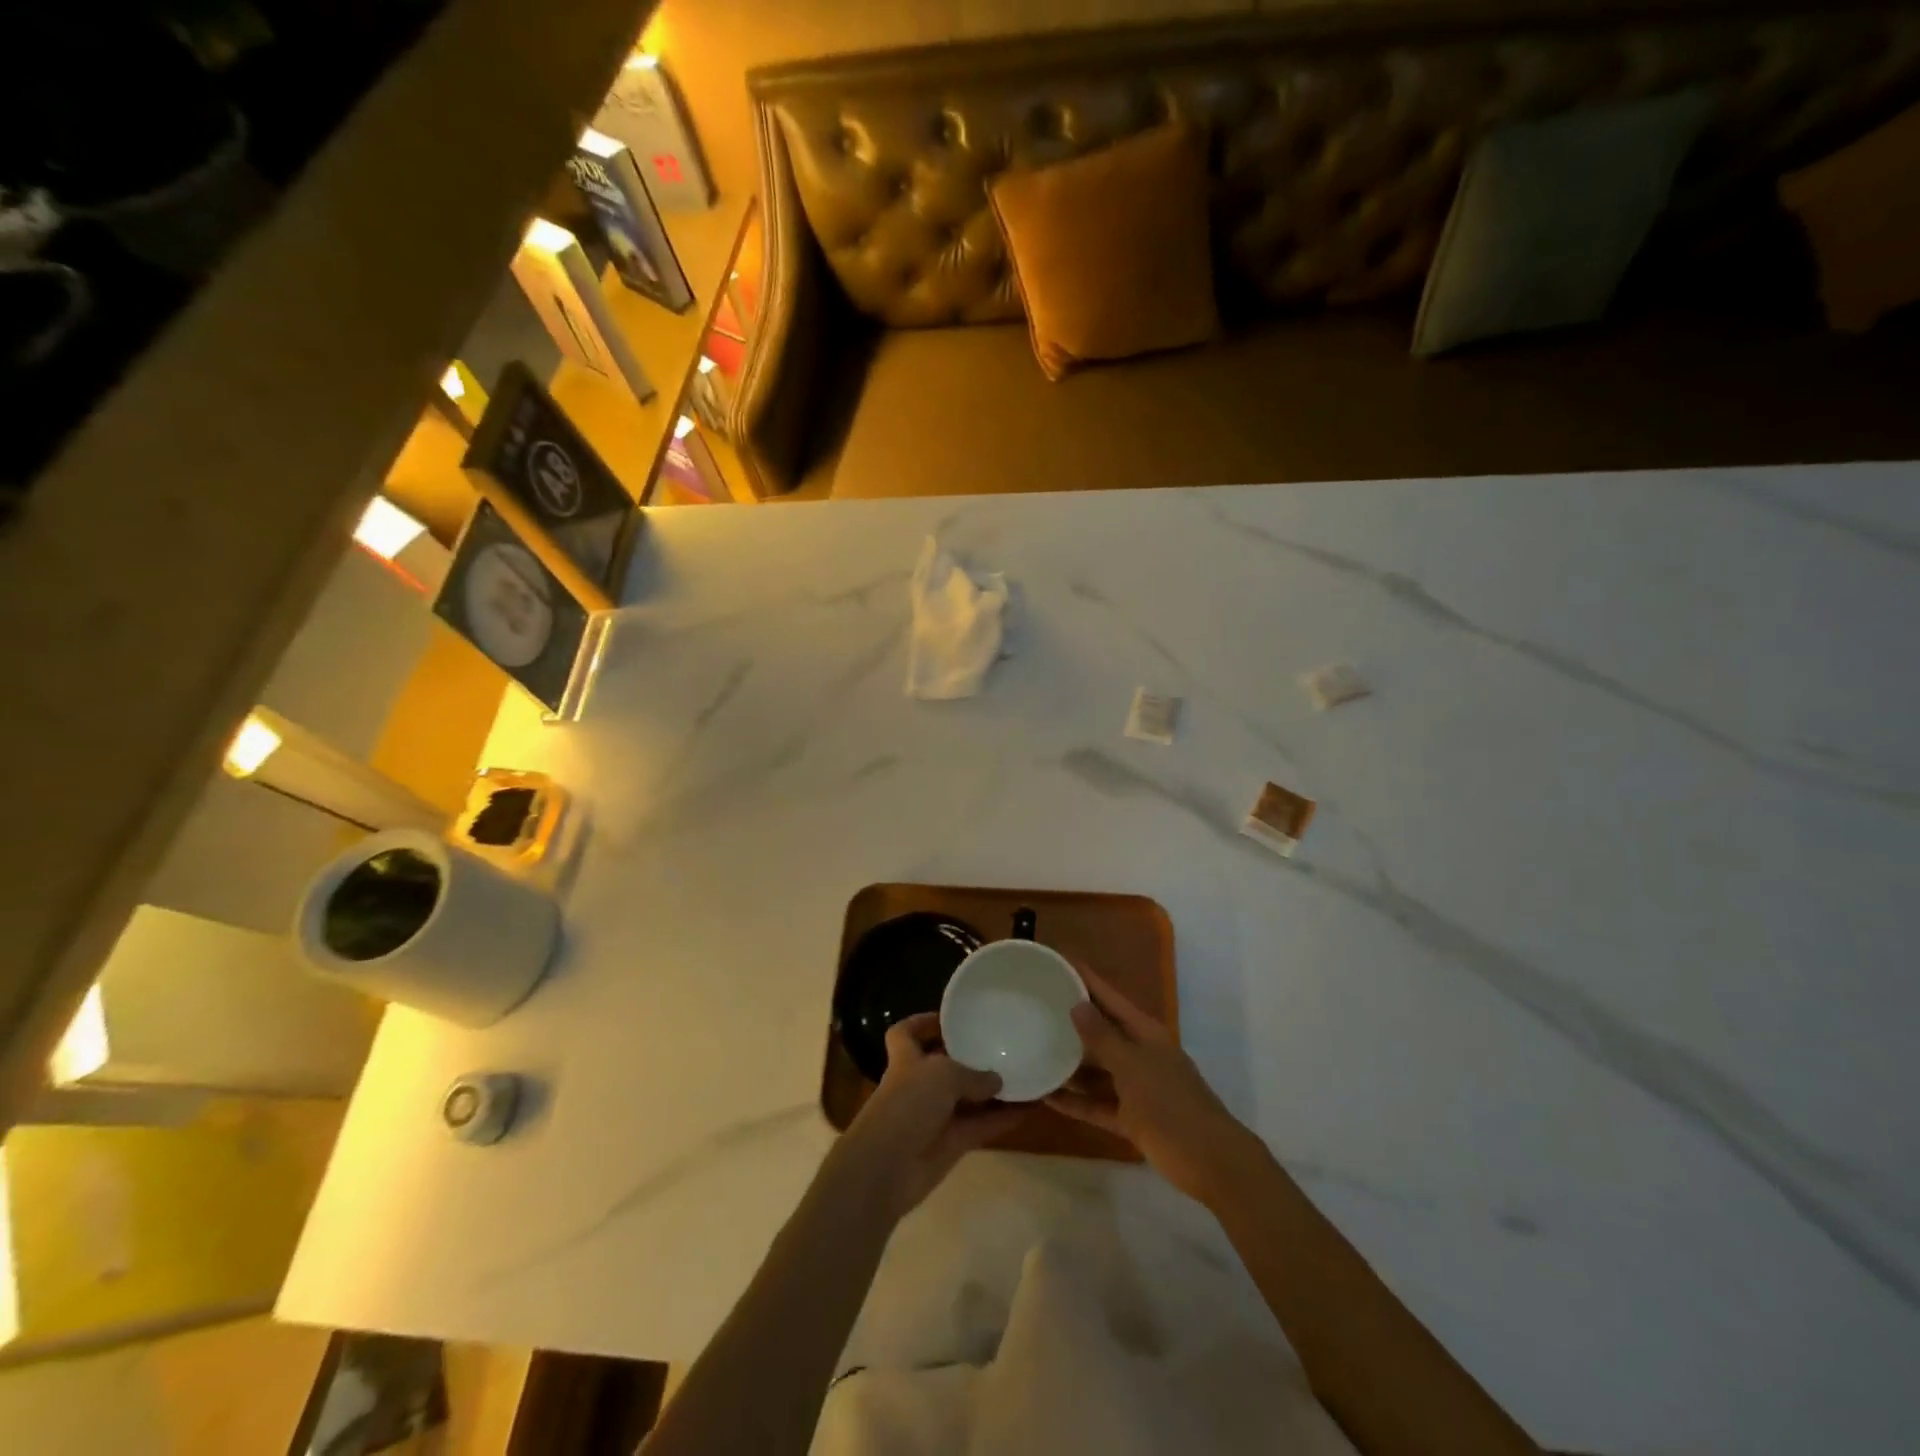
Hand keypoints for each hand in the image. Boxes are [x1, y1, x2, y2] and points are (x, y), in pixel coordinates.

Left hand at [833, 1013, 1025, 1218]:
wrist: (888, 1167)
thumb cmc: (908, 1104)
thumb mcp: (942, 1075)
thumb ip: (972, 1075)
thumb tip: (996, 1080)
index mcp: (906, 1059)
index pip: (906, 1032)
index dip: (923, 1023)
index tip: (950, 1019)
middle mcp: (920, 1084)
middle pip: (945, 1064)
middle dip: (970, 1056)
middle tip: (1002, 1044)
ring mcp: (936, 1116)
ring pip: (969, 1098)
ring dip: (994, 1090)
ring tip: (1025, 1072)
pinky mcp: (952, 1144)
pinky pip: (982, 1125)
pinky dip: (1004, 1118)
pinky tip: (1030, 1107)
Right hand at [1047, 968, 1263, 1204]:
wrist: (1211, 1163)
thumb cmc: (1171, 1106)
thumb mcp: (1132, 1068)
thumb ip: (1102, 1038)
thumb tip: (1078, 1004)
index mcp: (1146, 1034)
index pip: (1111, 998)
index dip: (1087, 979)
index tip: (1060, 960)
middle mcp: (1141, 1055)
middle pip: (1102, 1032)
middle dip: (1073, 1021)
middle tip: (1036, 1007)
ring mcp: (1137, 1088)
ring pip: (1098, 1071)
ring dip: (1070, 1065)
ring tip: (1034, 1051)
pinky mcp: (1132, 1120)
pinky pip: (1098, 1105)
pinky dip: (1076, 1102)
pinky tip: (1047, 1098)